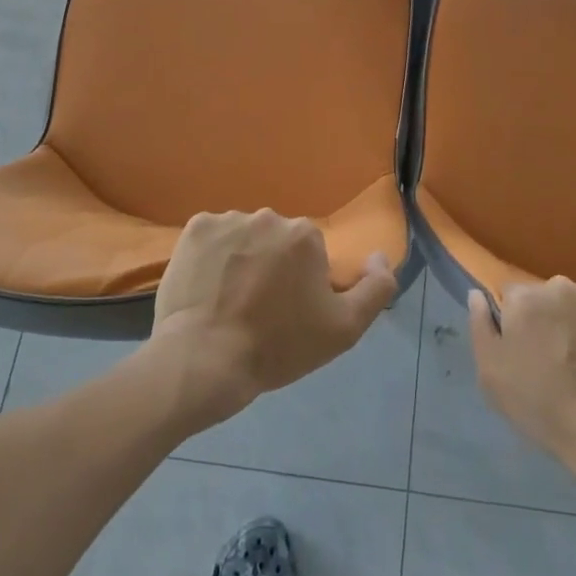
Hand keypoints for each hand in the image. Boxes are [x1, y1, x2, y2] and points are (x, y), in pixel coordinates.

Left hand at [150, 209, 396, 425]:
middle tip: (258, 308)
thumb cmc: (278, 345)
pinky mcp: (194, 228)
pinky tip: (206, 285)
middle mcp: (269, 216)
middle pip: (276, 240)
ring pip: (244, 236)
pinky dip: (212, 254)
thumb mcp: (344, 329)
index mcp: (305, 234)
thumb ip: (376, 288)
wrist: (205, 360)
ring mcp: (228, 219)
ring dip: (242, 258)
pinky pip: (212, 236)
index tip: (288, 311)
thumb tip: (380, 255)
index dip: (301, 282)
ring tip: (228, 300)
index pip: (309, 253)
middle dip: (272, 266)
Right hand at [469, 278, 575, 475]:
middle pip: (547, 296)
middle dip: (550, 318)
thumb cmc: (547, 410)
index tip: (528, 352)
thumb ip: (480, 328)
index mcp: (522, 299)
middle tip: (560, 358)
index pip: (511, 298)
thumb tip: (476, 294)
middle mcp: (558, 284)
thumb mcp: (493, 378)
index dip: (518, 325)